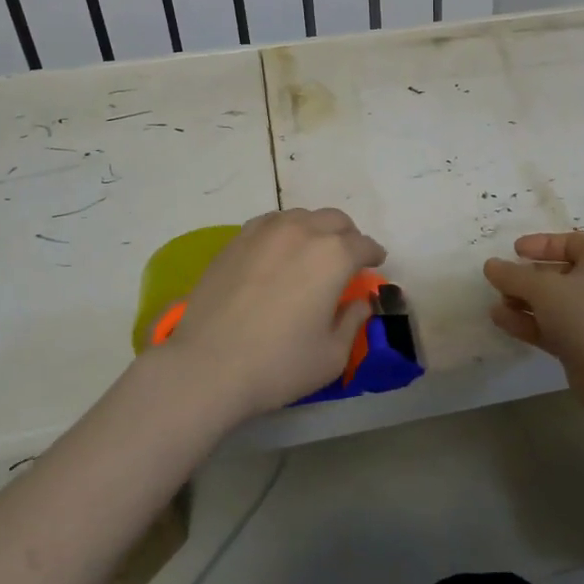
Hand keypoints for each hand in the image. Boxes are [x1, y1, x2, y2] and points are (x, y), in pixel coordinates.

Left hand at [157, 208, 386, 421]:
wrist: (208, 366)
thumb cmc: (279, 364)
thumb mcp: (332, 355)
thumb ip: (353, 321)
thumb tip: (360, 302)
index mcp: (334, 255)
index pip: (364, 245)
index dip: (373, 255)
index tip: (375, 264)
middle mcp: (303, 231)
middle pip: (335, 220)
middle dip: (348, 236)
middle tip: (347, 259)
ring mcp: (265, 231)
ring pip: (302, 217)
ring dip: (315, 230)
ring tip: (312, 253)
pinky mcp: (236, 240)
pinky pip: (270, 223)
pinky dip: (284, 232)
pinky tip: (278, 253)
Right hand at [483, 233, 583, 411]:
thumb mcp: (543, 289)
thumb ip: (513, 275)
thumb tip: (490, 265)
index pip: (570, 242)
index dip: (541, 244)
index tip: (515, 251)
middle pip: (557, 274)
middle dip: (526, 278)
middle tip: (500, 281)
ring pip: (552, 302)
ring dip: (523, 301)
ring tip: (496, 304)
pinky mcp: (583, 344)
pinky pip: (551, 326)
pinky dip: (528, 322)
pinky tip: (501, 320)